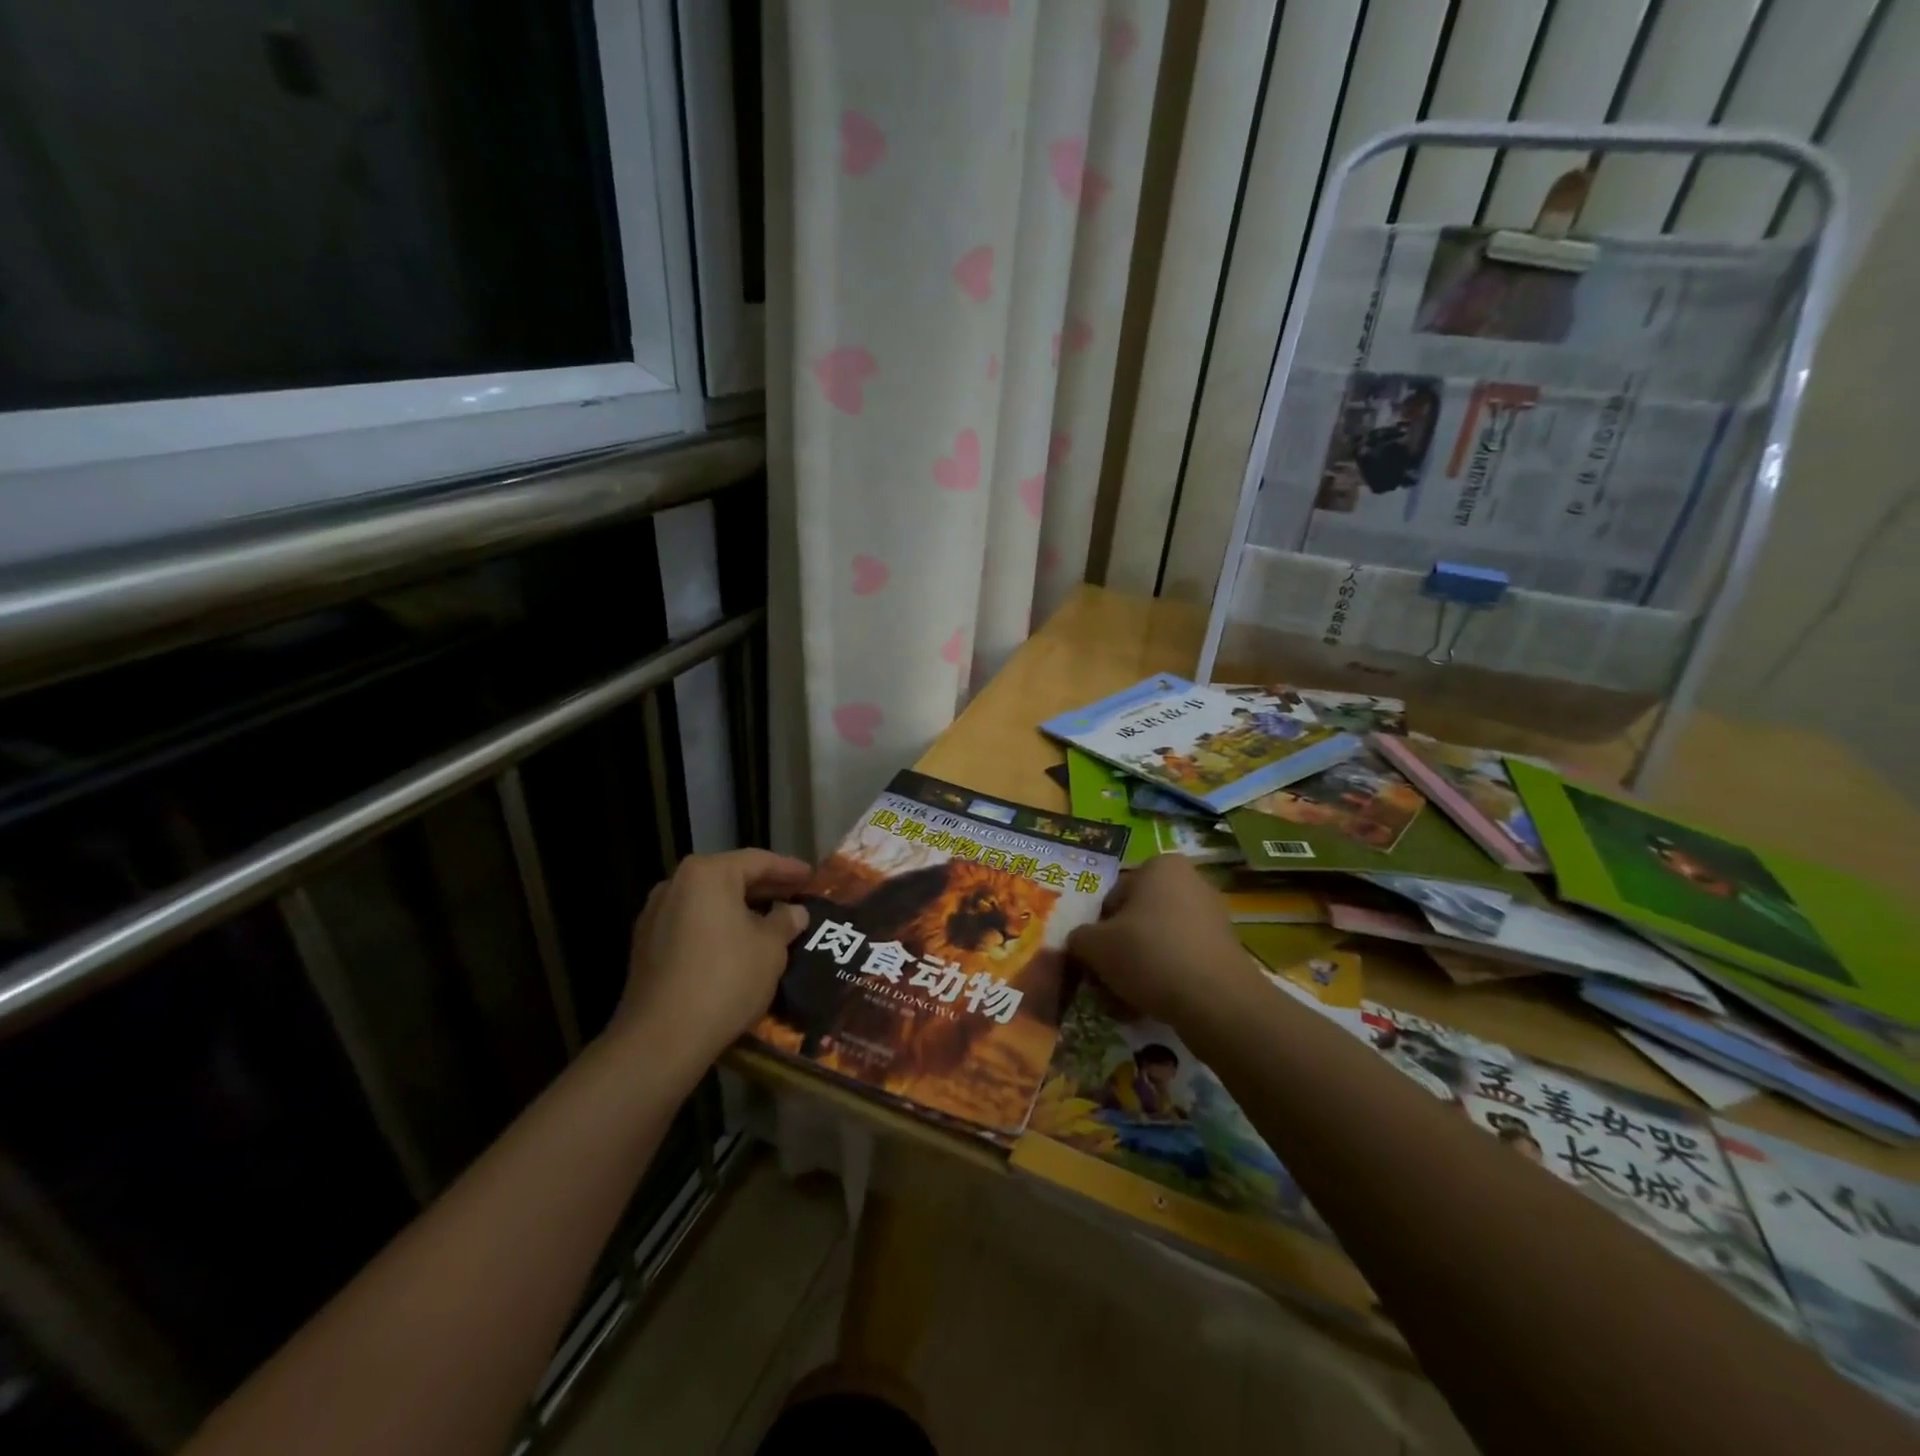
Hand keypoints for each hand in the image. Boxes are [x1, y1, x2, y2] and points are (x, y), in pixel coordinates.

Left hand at [613, 850, 813, 1074]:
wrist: (662, 1037)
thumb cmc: (726, 979)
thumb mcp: (770, 948)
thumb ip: (785, 921)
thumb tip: (794, 913)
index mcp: (707, 874)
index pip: (757, 861)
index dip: (789, 869)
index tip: (812, 877)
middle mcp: (675, 884)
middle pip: (729, 877)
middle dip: (765, 888)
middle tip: (796, 896)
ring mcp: (655, 915)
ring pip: (708, 902)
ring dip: (740, 908)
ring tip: (771, 921)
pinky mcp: (646, 946)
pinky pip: (691, 924)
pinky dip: (717, 927)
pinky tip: (738, 944)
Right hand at [1065, 855, 1260, 1028]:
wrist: (1215, 1001)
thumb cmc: (1149, 954)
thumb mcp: (1095, 945)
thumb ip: (1079, 938)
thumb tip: (1080, 943)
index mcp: (1160, 866)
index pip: (1113, 895)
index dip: (1097, 928)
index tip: (1093, 956)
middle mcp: (1190, 882)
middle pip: (1137, 919)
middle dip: (1119, 950)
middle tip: (1104, 980)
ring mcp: (1212, 918)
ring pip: (1158, 943)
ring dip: (1138, 968)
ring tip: (1123, 1001)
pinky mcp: (1224, 952)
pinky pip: (1181, 961)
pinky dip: (1164, 980)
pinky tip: (1148, 1007)